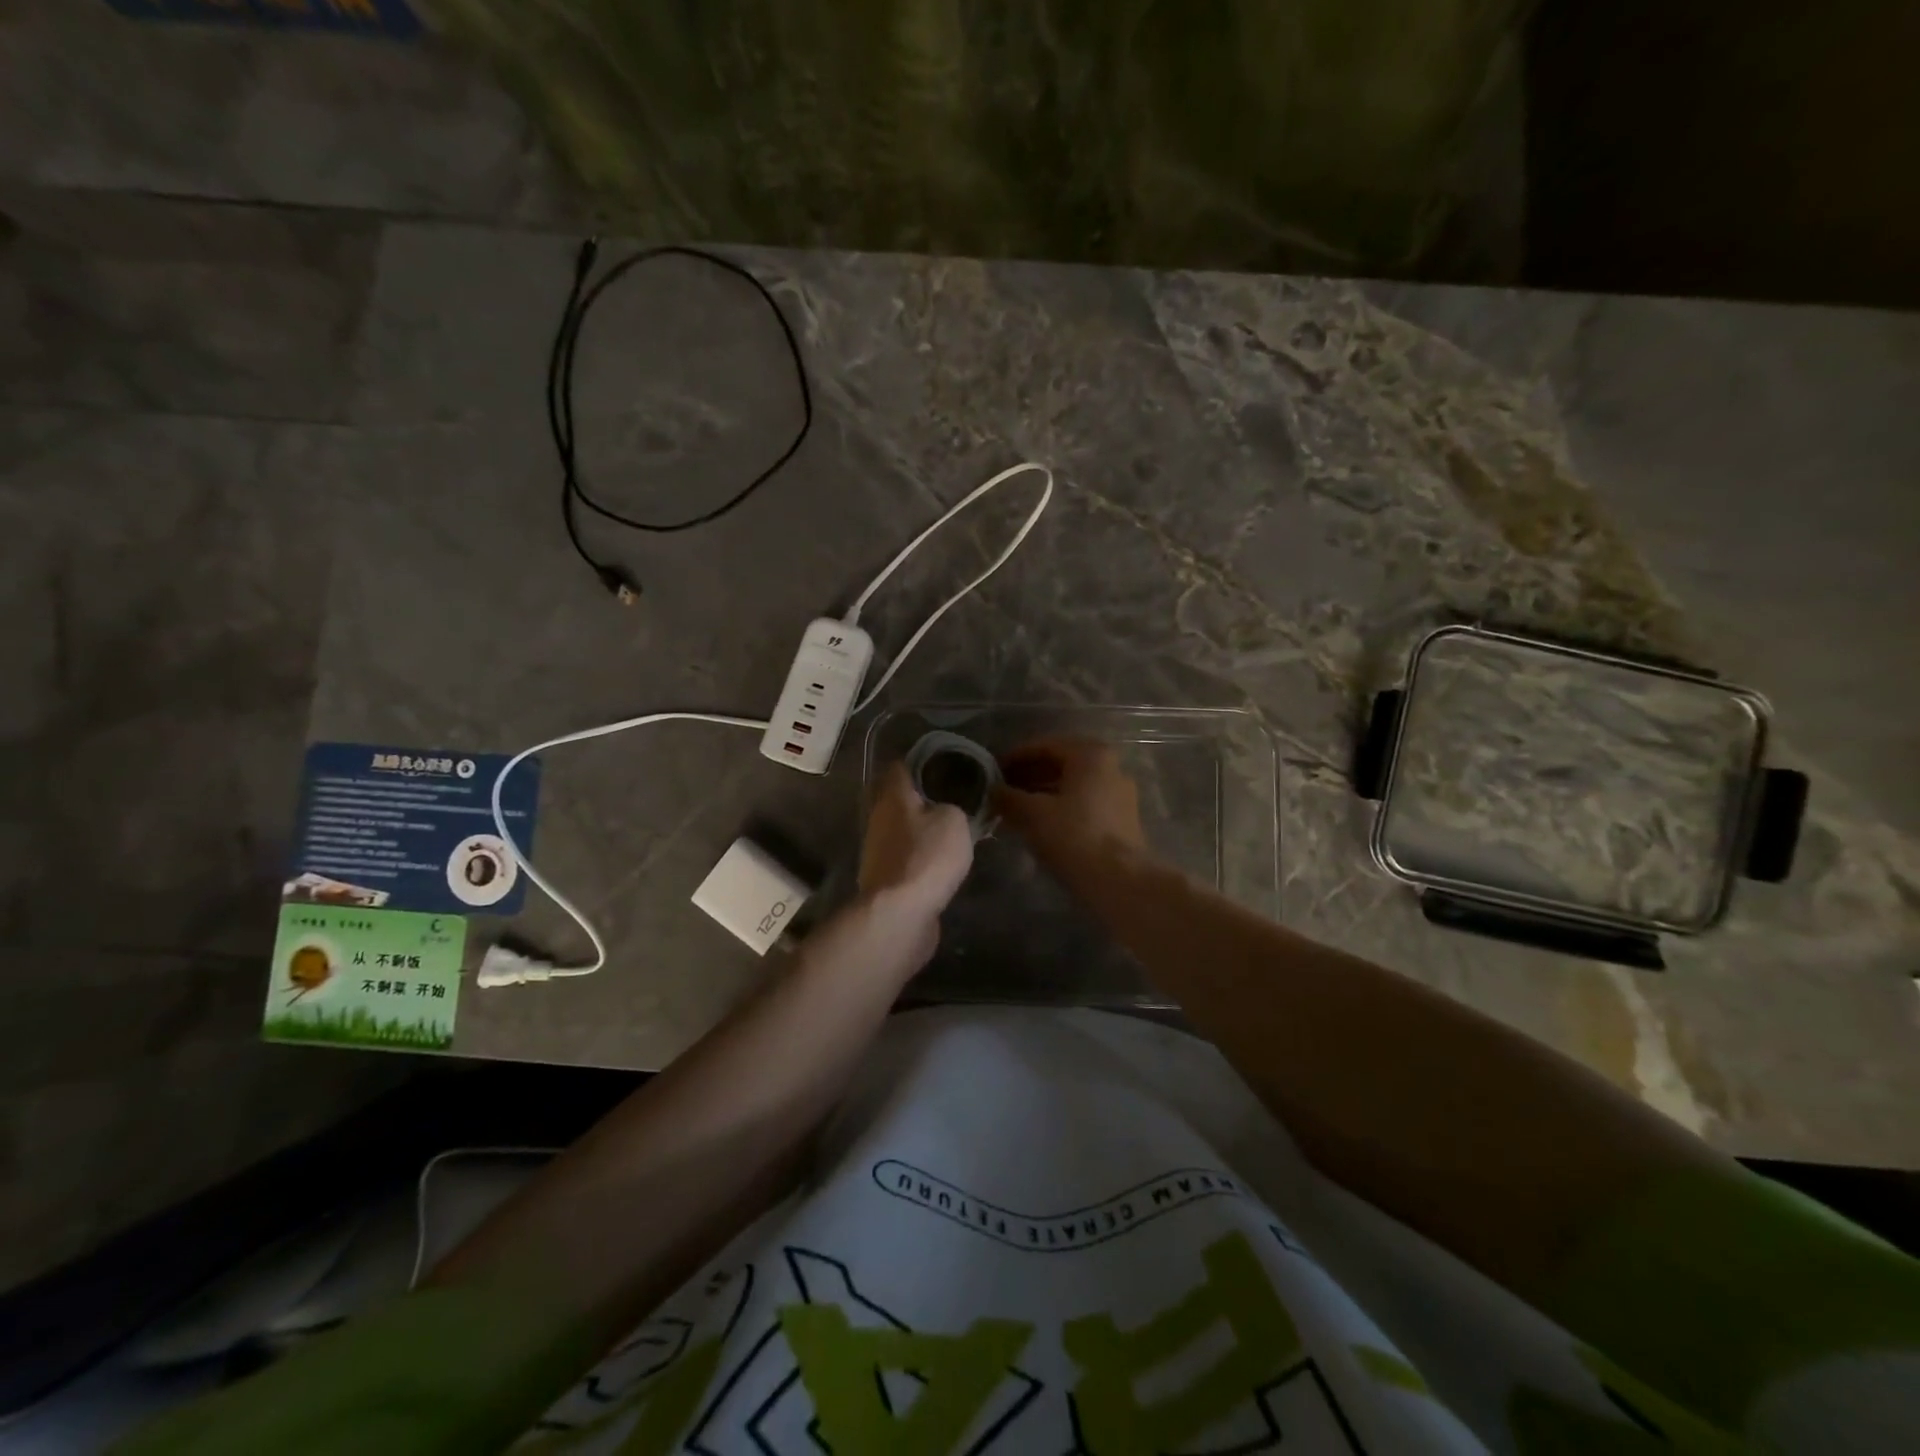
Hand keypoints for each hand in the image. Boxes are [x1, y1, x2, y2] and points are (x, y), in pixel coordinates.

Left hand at [858, 763, 973, 949]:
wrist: (900, 914)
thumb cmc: (926, 857)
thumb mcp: (954, 821)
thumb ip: (953, 807)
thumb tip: (944, 811)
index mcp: (892, 796)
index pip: (900, 767)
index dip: (921, 762)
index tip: (944, 765)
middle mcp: (878, 818)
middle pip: (898, 799)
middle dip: (921, 798)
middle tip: (953, 799)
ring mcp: (877, 850)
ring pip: (901, 829)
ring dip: (920, 830)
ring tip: (950, 832)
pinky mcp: (884, 879)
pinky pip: (905, 857)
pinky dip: (919, 856)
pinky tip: (939, 862)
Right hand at [992, 736, 1146, 872]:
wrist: (1119, 881)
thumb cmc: (1074, 836)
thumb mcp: (1033, 814)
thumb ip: (1009, 797)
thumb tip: (992, 790)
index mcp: (1090, 754)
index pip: (1044, 746)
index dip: (1014, 758)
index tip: (992, 772)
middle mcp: (1110, 766)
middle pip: (1060, 764)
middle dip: (1028, 776)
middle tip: (1001, 790)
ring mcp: (1119, 793)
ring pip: (1071, 785)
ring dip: (1041, 793)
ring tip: (1014, 809)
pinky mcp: (1121, 818)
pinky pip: (1082, 803)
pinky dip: (1058, 807)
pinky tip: (1038, 824)